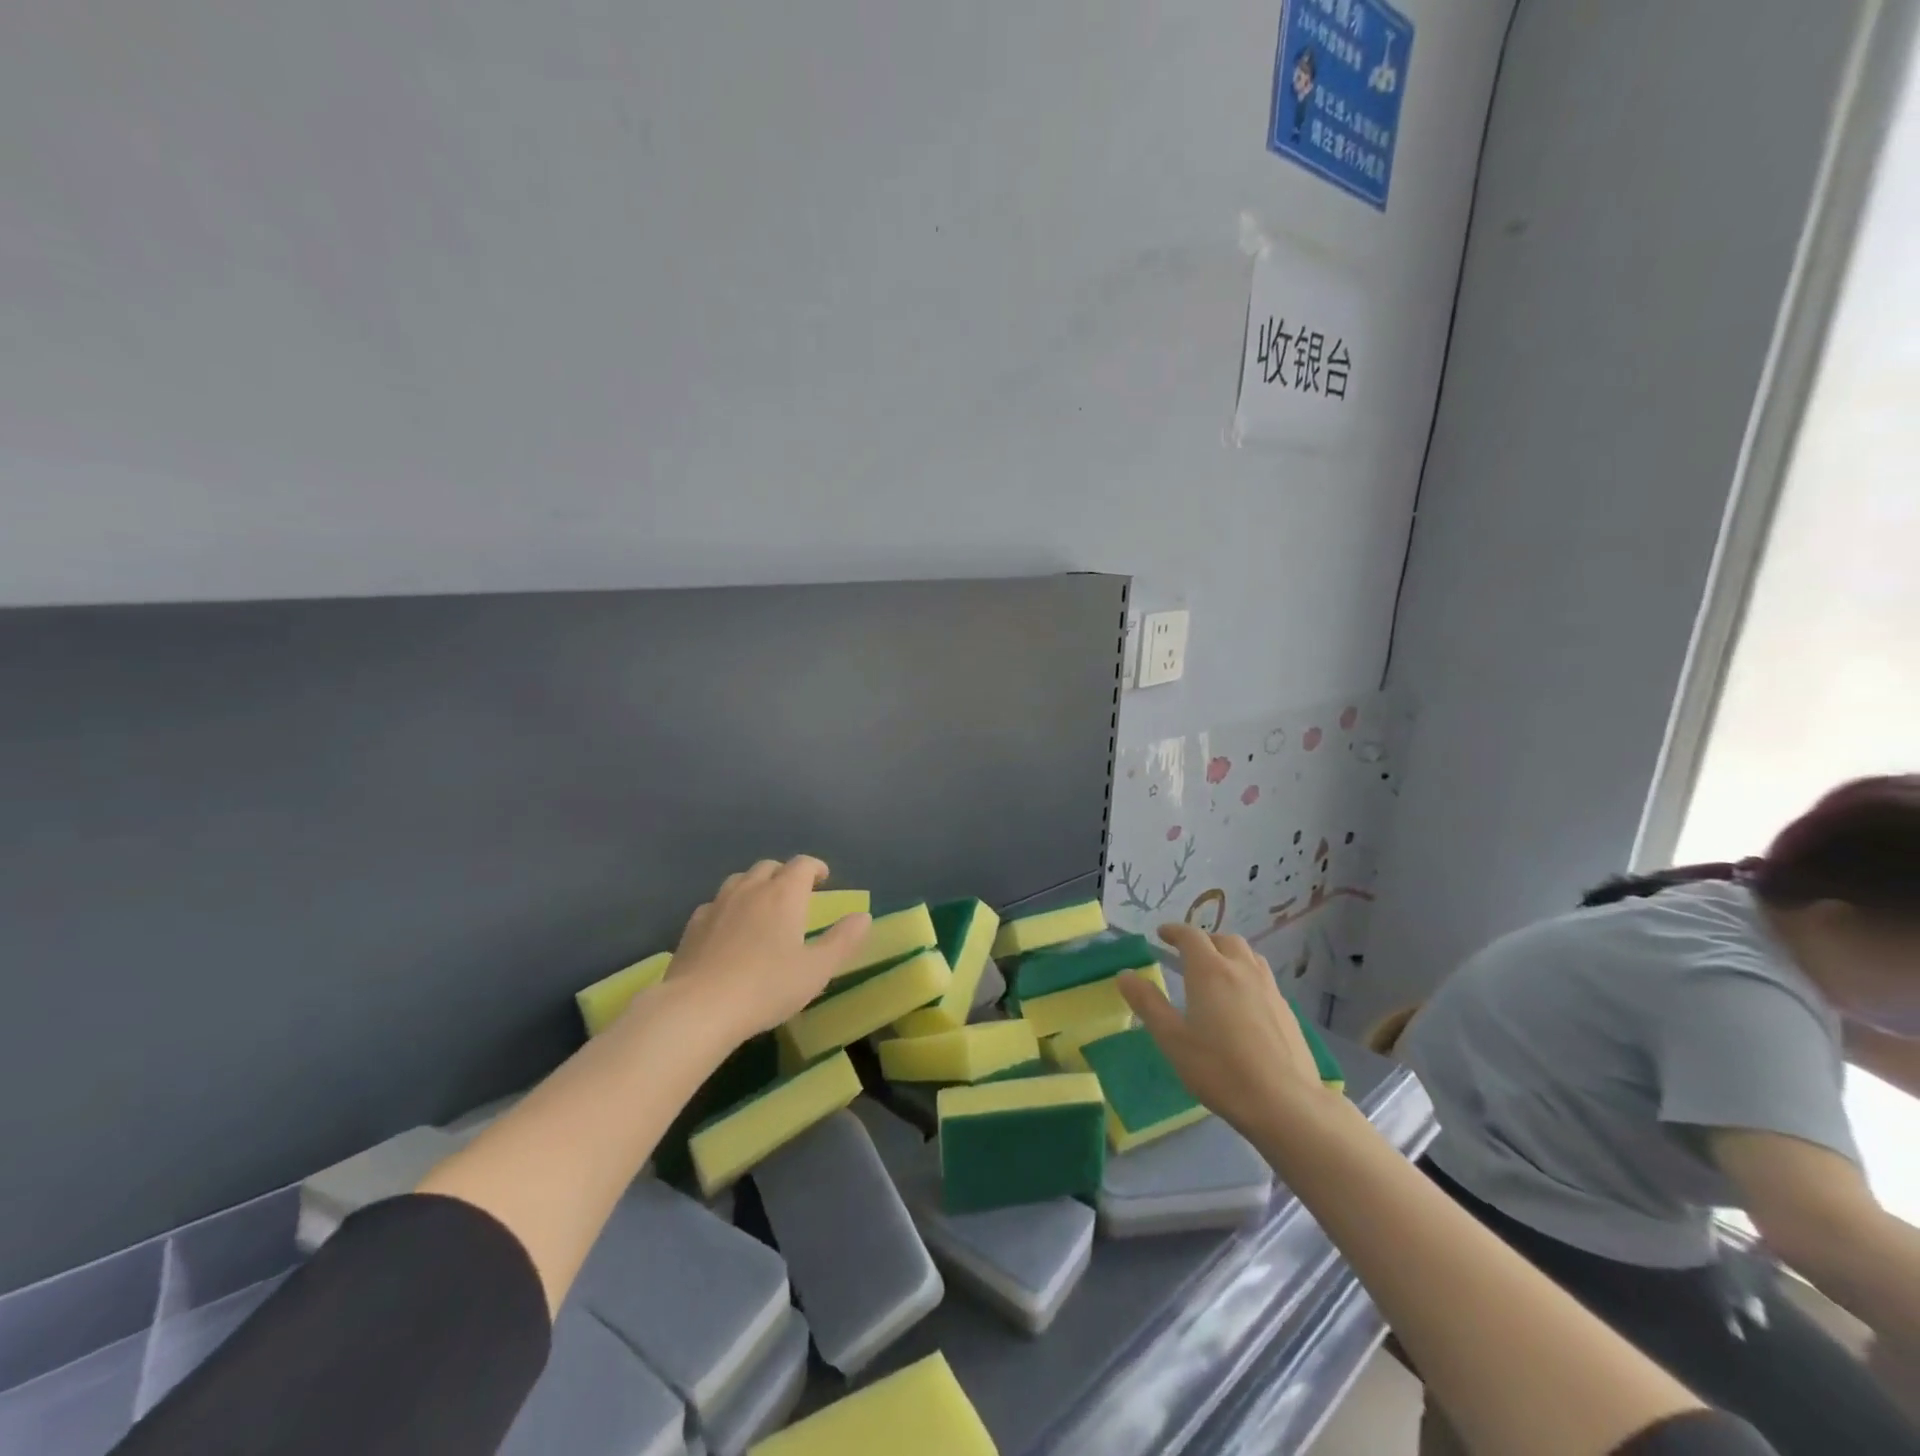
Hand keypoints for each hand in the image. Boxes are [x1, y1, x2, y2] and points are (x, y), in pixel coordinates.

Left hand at [667, 857, 870, 1043]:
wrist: (699, 1008)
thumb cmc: (767, 987)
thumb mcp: (817, 969)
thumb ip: (843, 940)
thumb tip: (863, 916)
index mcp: (784, 894)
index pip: (802, 865)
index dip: (815, 868)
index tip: (823, 879)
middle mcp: (751, 889)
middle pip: (769, 867)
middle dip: (785, 874)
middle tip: (795, 894)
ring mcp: (718, 905)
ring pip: (740, 880)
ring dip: (755, 885)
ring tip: (762, 907)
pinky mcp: (693, 925)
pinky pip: (715, 903)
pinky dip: (729, 907)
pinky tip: (728, 928)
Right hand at [1119, 923, 1333, 1138]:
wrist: (1284, 1102)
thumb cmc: (1220, 1069)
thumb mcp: (1172, 1039)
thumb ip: (1148, 1003)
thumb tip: (1125, 974)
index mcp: (1210, 971)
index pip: (1191, 936)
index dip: (1174, 931)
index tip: (1162, 934)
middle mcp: (1241, 970)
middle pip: (1224, 940)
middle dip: (1204, 941)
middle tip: (1188, 955)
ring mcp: (1269, 988)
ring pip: (1248, 956)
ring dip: (1229, 954)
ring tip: (1218, 972)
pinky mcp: (1287, 1010)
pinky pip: (1263, 978)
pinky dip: (1247, 976)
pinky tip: (1244, 1003)